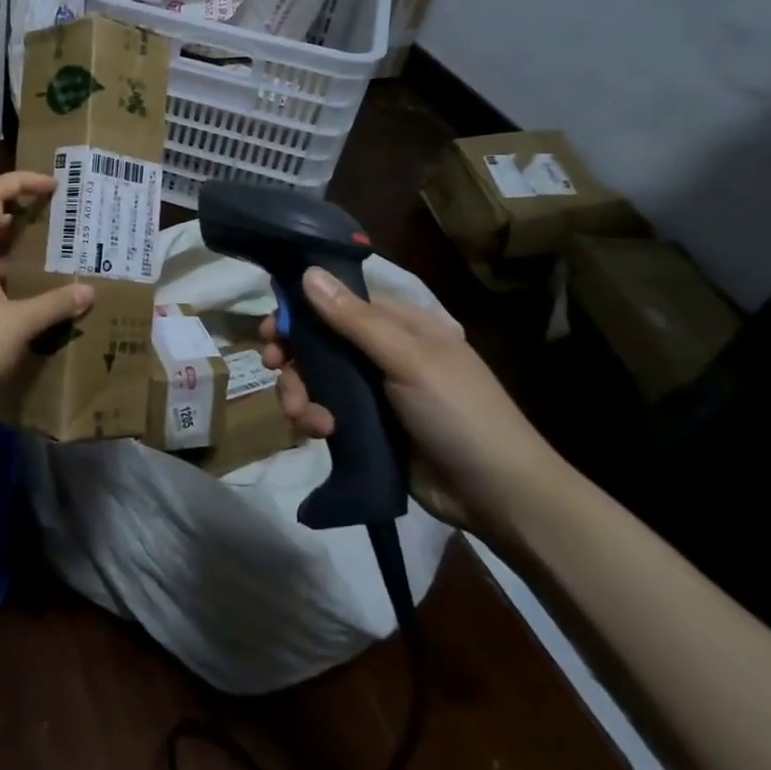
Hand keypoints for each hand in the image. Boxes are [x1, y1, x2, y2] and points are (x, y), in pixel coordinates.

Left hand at [0, 172, 93, 404]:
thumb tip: (89, 291)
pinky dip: (0, 268)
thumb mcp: (19, 324)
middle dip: (13, 207)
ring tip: (37, 248)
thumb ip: (54, 305)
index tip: (53, 186)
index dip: (21, 180)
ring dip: (5, 238)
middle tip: (44, 215)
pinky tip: (21, 289)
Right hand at [261, 267, 571, 536]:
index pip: (340, 302)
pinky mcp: (367, 428)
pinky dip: (314, 420)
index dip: (302, 310)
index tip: (272, 327)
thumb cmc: (460, 414)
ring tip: (304, 417)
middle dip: (293, 358)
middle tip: (272, 367)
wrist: (499, 496)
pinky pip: (324, 412)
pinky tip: (320, 433)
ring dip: (300, 393)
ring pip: (316, 380)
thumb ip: (355, 320)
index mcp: (402, 326)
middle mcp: (384, 353)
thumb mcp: (408, 360)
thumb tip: (308, 273)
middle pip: (320, 342)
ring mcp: (374, 393)